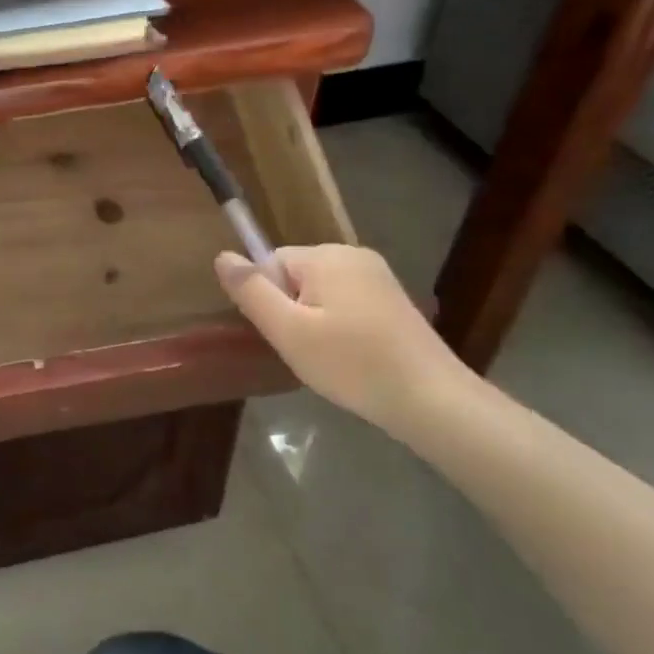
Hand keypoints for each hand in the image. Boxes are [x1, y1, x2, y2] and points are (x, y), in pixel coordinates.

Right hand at [216, 244, 471, 429]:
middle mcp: (353, 254)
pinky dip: (340, 325)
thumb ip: (252, 291)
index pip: (270, 262)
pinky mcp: (393, 299)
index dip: (268, 299)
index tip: (285, 334)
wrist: (431, 399)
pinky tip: (351, 355)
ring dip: (314, 319)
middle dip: (291, 309)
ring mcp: (378, 275)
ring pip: (320, 291)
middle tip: (306, 350)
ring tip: (329, 357)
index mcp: (326, 256)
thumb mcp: (289, 331)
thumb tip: (222, 256)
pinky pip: (346, 301)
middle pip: (295, 275)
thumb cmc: (352, 364)